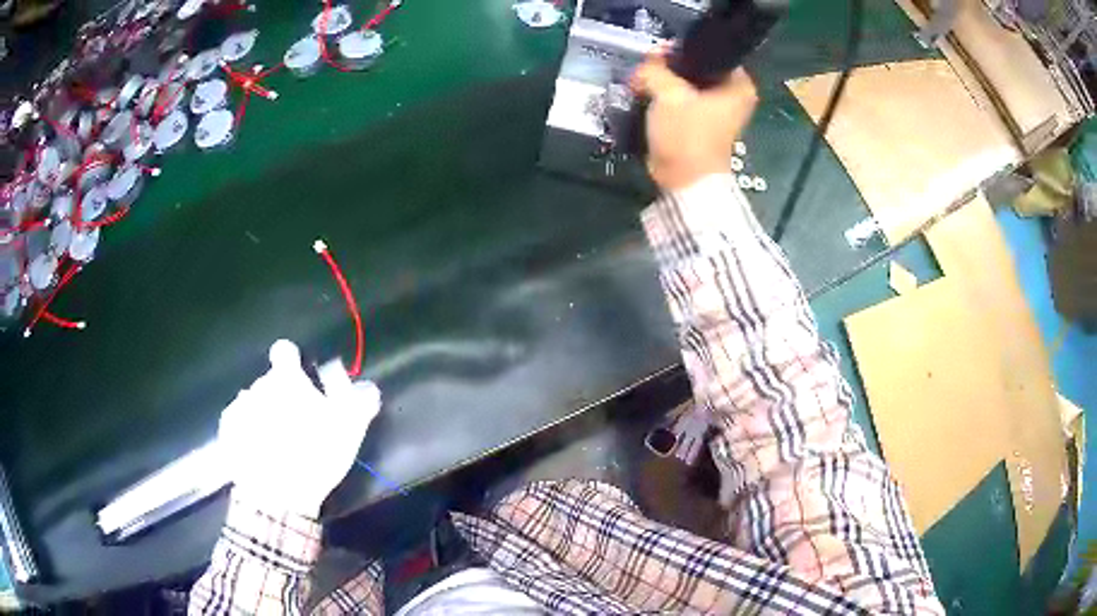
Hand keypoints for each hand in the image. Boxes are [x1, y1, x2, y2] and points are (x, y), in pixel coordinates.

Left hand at [217, 340, 380, 517]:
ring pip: (254, 403)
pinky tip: (260, 453)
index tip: (300, 381)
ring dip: (264, 414)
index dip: (292, 361)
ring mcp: (239, 408)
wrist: (275, 495)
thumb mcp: (349, 428)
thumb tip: (359, 380)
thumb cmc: (314, 455)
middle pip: (270, 382)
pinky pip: (239, 423)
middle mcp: (257, 386)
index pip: (284, 350)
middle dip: (281, 396)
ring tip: (277, 444)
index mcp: (286, 379)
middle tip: (296, 424)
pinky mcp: (227, 432)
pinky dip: (248, 432)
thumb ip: (357, 396)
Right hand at [631, 54, 757, 191]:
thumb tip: (646, 63)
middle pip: (695, 67)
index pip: (709, 52)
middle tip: (644, 69)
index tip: (656, 53)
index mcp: (738, 85)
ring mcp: (716, 111)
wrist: (684, 181)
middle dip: (666, 68)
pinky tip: (644, 96)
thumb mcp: (669, 93)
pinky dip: (663, 98)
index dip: (681, 49)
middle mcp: (732, 95)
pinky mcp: (699, 124)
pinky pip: (680, 100)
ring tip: (640, 83)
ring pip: (684, 84)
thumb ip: (655, 69)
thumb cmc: (687, 134)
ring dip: (661, 83)